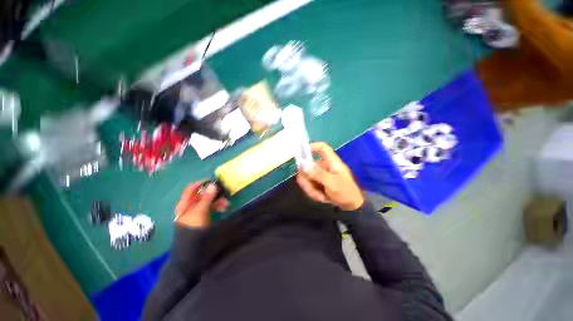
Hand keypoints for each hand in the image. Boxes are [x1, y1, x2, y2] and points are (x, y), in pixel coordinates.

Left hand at [174, 181, 229, 227]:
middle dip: (213, 194)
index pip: (190, 189)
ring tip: (226, 204)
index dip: (200, 184)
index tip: (212, 181)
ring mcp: (197, 212)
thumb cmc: (194, 226)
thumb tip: (212, 184)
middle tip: (223, 194)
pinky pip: (210, 208)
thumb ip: (207, 197)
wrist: (193, 247)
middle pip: (201, 195)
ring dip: (217, 201)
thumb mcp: (200, 211)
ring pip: (208, 202)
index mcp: (184, 204)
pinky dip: (217, 207)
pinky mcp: (203, 217)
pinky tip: (224, 209)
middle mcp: (189, 206)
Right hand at [296, 142, 364, 210]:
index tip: (301, 156)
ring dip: (310, 188)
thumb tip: (302, 163)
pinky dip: (312, 191)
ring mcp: (320, 174)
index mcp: (331, 161)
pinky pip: (308, 183)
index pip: (321, 147)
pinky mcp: (318, 181)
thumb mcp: (332, 183)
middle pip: (308, 165)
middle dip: (307, 180)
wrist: (351, 206)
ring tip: (319, 196)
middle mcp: (324, 165)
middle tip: (312, 190)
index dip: (311, 147)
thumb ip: (317, 173)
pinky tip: (320, 197)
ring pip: (306, 176)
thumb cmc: (345, 192)